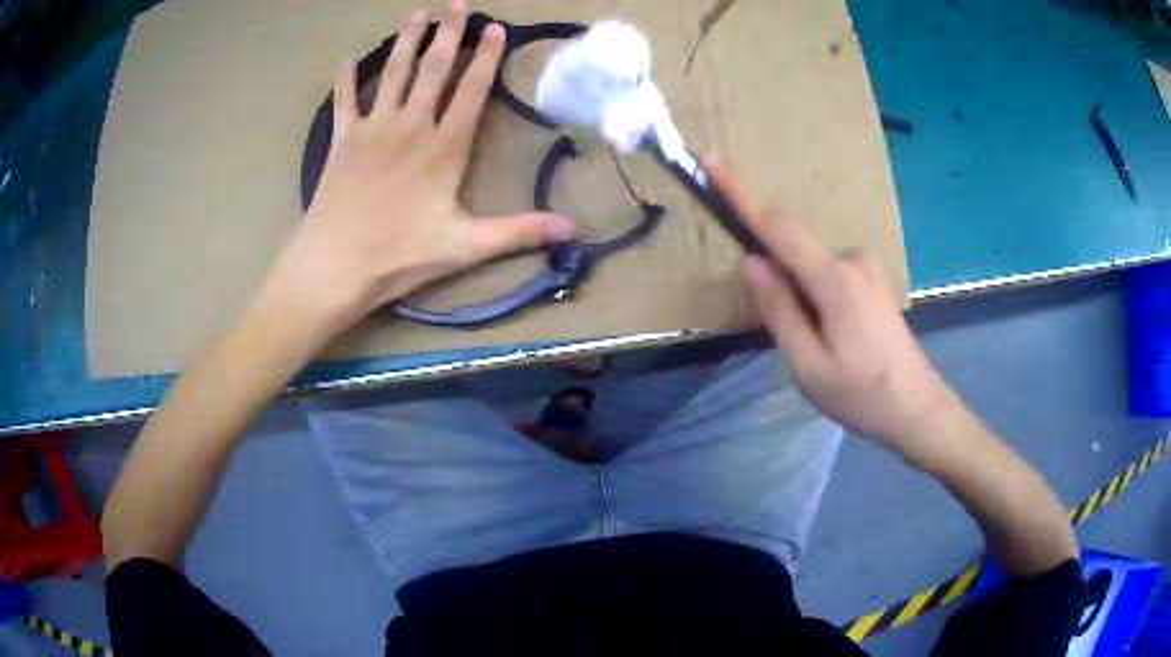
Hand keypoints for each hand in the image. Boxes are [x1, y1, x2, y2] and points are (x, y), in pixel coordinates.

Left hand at [255, 3, 575, 341]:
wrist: (335, 266)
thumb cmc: (400, 256)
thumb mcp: (465, 246)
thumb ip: (518, 231)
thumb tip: (572, 230)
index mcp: (443, 147)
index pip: (471, 90)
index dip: (486, 57)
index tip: (495, 27)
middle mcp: (410, 126)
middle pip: (433, 69)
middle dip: (448, 34)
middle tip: (458, 4)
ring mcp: (373, 129)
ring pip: (393, 74)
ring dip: (406, 42)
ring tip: (417, 15)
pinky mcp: (341, 141)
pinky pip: (343, 101)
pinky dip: (344, 80)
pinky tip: (346, 60)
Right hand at [706, 157, 962, 466]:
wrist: (918, 409)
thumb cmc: (862, 395)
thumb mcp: (808, 364)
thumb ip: (778, 309)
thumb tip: (752, 262)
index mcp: (834, 278)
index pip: (777, 226)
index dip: (740, 194)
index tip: (711, 161)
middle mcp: (852, 260)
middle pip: (794, 249)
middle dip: (774, 277)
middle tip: (786, 337)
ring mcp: (867, 269)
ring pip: (811, 267)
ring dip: (797, 294)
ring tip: (814, 350)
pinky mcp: (873, 282)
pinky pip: (829, 275)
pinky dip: (814, 295)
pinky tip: (830, 338)